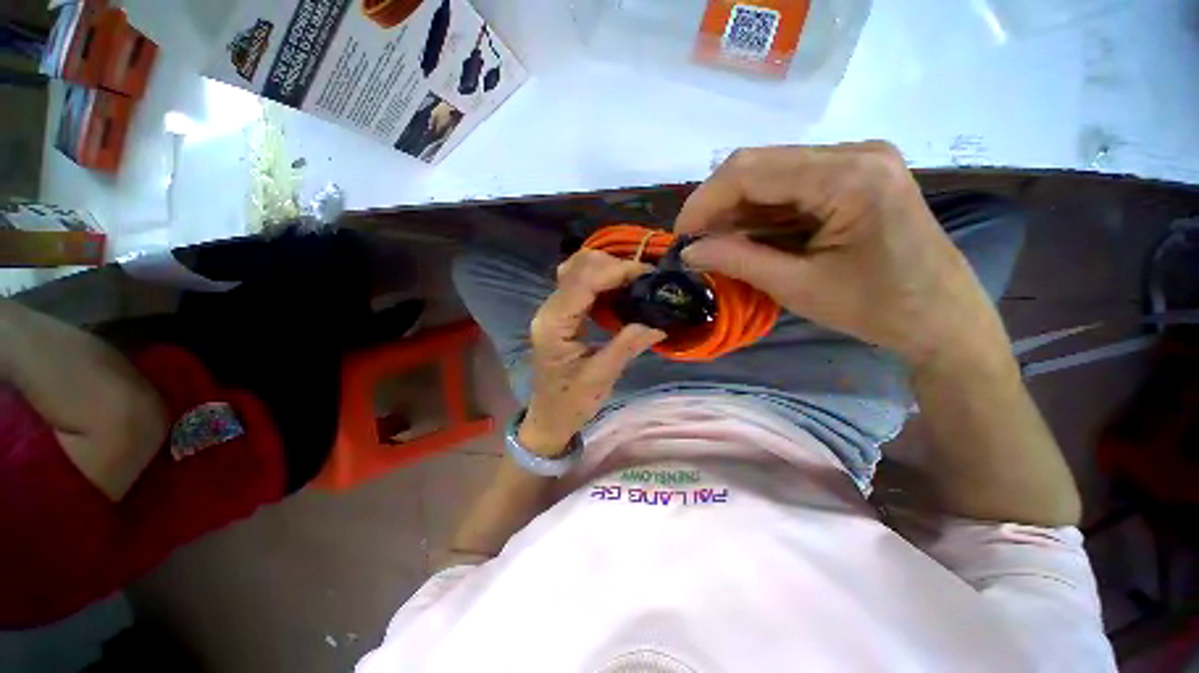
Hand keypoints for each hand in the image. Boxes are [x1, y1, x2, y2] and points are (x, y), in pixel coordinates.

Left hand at [521, 250, 665, 455]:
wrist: (549, 416)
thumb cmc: (571, 402)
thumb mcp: (602, 376)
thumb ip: (628, 345)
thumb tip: (659, 323)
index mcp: (555, 324)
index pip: (583, 281)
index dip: (617, 271)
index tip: (648, 275)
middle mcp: (549, 310)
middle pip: (577, 267)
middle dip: (613, 265)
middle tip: (644, 280)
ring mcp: (552, 309)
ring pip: (577, 270)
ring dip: (607, 269)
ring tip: (636, 281)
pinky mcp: (560, 313)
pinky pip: (579, 283)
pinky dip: (601, 279)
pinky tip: (620, 288)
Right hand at [676, 142, 1008, 367]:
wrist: (941, 317)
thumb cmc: (877, 308)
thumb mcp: (798, 287)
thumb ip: (738, 262)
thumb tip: (688, 252)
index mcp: (848, 176)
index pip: (750, 171)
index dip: (704, 202)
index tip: (681, 237)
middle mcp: (853, 152)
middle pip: (758, 164)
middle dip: (717, 205)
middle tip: (696, 243)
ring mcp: (857, 159)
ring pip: (771, 172)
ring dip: (736, 209)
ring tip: (716, 244)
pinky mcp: (855, 174)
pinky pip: (791, 184)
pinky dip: (760, 211)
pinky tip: (747, 235)